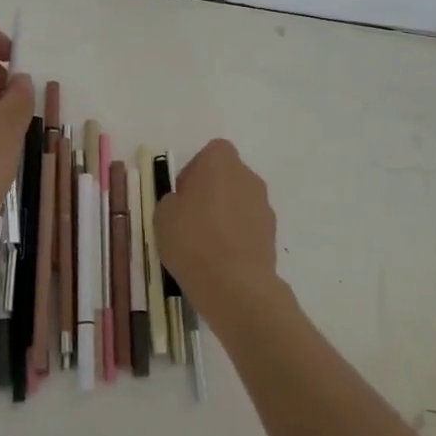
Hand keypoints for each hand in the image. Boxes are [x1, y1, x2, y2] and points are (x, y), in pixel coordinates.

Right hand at [155, 139, 282, 323]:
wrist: (234, 283)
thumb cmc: (192, 239)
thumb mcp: (162, 215)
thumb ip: (174, 200)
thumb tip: (184, 203)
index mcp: (220, 161)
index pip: (211, 153)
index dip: (195, 170)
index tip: (183, 195)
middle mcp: (247, 176)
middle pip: (228, 176)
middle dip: (212, 191)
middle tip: (191, 219)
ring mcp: (264, 204)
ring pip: (240, 201)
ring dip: (226, 214)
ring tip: (206, 244)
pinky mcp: (272, 232)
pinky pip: (249, 225)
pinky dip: (238, 235)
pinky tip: (222, 258)